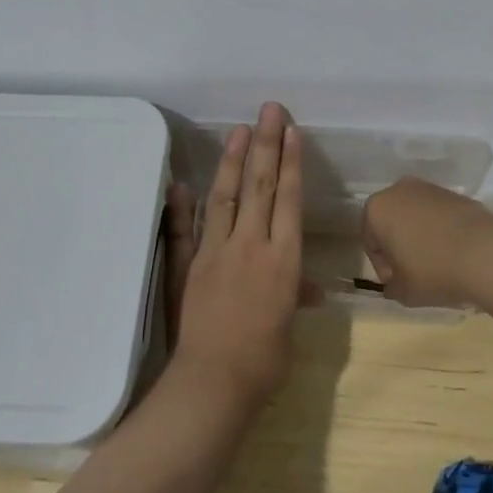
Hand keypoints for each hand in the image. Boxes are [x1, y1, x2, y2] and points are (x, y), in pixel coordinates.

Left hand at [164, 102, 308, 405]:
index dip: (290, 163)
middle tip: (268, 111)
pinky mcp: (190, 264)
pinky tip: (183, 182)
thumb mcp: (289, 326)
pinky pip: (188, 228)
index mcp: (283, 259)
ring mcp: (217, 252)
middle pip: (260, 186)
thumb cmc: (265, 360)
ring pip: (226, 196)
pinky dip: (185, 205)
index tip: (292, 131)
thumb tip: (309, 287)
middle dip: (266, 145)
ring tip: (239, 130)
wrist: (215, 381)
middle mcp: (252, 245)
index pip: (288, 200)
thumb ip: (294, 297)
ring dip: (233, 161)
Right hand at [359, 178, 492, 309]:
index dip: (382, 266)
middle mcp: (399, 190)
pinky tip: (454, 252)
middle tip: (413, 272)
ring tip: (437, 263)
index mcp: (377, 209)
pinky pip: (439, 215)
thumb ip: (391, 286)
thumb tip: (394, 283)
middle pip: (392, 223)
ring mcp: (429, 188)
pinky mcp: (455, 193)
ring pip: (416, 217)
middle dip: (399, 246)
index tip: (398, 282)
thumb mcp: (403, 291)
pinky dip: (441, 231)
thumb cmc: (432, 271)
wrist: (486, 253)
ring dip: (420, 237)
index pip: (370, 240)